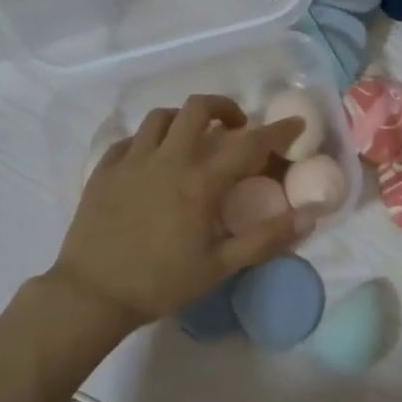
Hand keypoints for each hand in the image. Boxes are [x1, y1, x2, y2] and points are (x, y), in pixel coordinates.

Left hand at [49, 94, 313, 329]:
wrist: (92, 294)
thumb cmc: (162, 283)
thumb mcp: (221, 266)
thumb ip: (266, 238)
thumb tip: (309, 216)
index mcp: (200, 182)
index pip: (249, 144)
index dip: (278, 131)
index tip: (295, 124)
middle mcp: (168, 160)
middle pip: (198, 109)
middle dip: (224, 107)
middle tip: (235, 126)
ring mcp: (132, 161)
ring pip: (161, 117)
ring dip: (184, 119)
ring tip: (193, 137)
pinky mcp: (104, 170)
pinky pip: (129, 139)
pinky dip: (148, 140)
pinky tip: (152, 157)